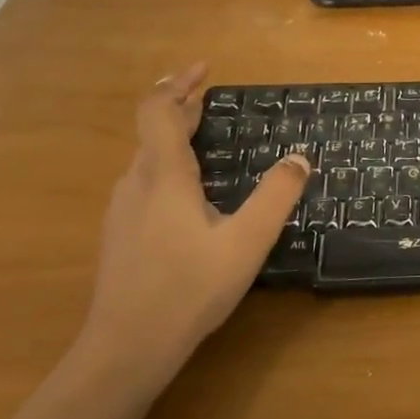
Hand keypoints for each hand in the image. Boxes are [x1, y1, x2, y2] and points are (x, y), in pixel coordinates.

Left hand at [81, 64, 310, 394]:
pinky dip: (168, 165)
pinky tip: (189, 193)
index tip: (204, 70)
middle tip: (212, 97)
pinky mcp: (120, 235)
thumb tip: (299, 157)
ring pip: (147, 159)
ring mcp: (122, 211)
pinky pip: (145, 183)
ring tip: (205, 139)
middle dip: (182, 107)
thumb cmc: (189, 289)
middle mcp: (136, 184)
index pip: (158, 112)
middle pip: (153, 131)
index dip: (178, 85)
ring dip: (174, 138)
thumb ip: (276, 196)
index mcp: (164, 176)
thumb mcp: (247, 241)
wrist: (126, 349)